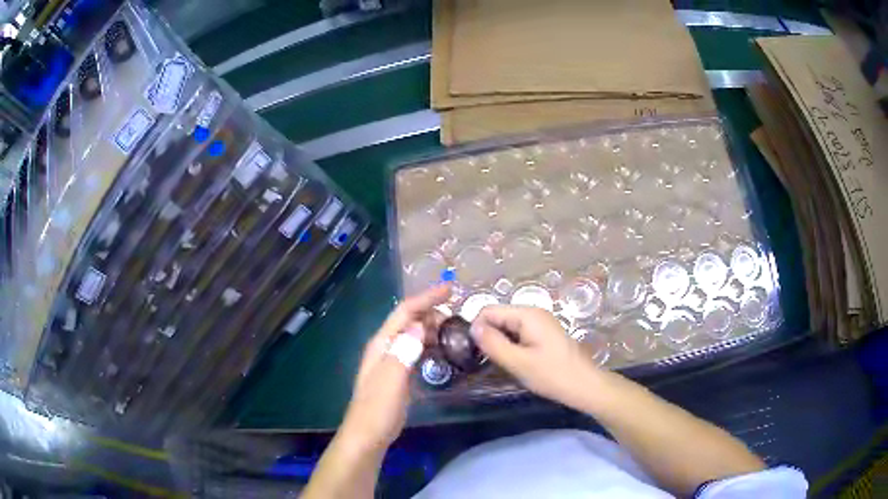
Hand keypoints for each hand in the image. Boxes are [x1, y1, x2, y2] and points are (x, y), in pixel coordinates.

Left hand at [341, 284, 449, 450]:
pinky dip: (430, 345)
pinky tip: (443, 350)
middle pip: (410, 320)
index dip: (426, 298)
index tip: (450, 288)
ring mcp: (392, 360)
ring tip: (455, 330)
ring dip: (432, 328)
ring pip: (414, 335)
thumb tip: (419, 325)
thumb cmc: (378, 408)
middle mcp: (386, 347)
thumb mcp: (391, 379)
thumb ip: (403, 351)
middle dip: (432, 312)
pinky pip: (417, 351)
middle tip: (458, 316)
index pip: (404, 312)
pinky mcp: (399, 373)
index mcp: (382, 343)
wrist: (369, 434)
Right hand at [471, 305, 600, 410]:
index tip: (475, 353)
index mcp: (527, 314)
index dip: (477, 329)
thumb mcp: (518, 362)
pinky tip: (515, 363)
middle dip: (489, 336)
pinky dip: (512, 346)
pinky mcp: (545, 334)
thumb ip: (493, 344)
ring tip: (501, 364)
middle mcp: (533, 312)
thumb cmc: (551, 374)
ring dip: (500, 343)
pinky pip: (519, 334)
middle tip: (486, 362)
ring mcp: (541, 323)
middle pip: (498, 317)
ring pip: (508, 327)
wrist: (585, 385)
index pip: (488, 311)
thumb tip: (473, 327)